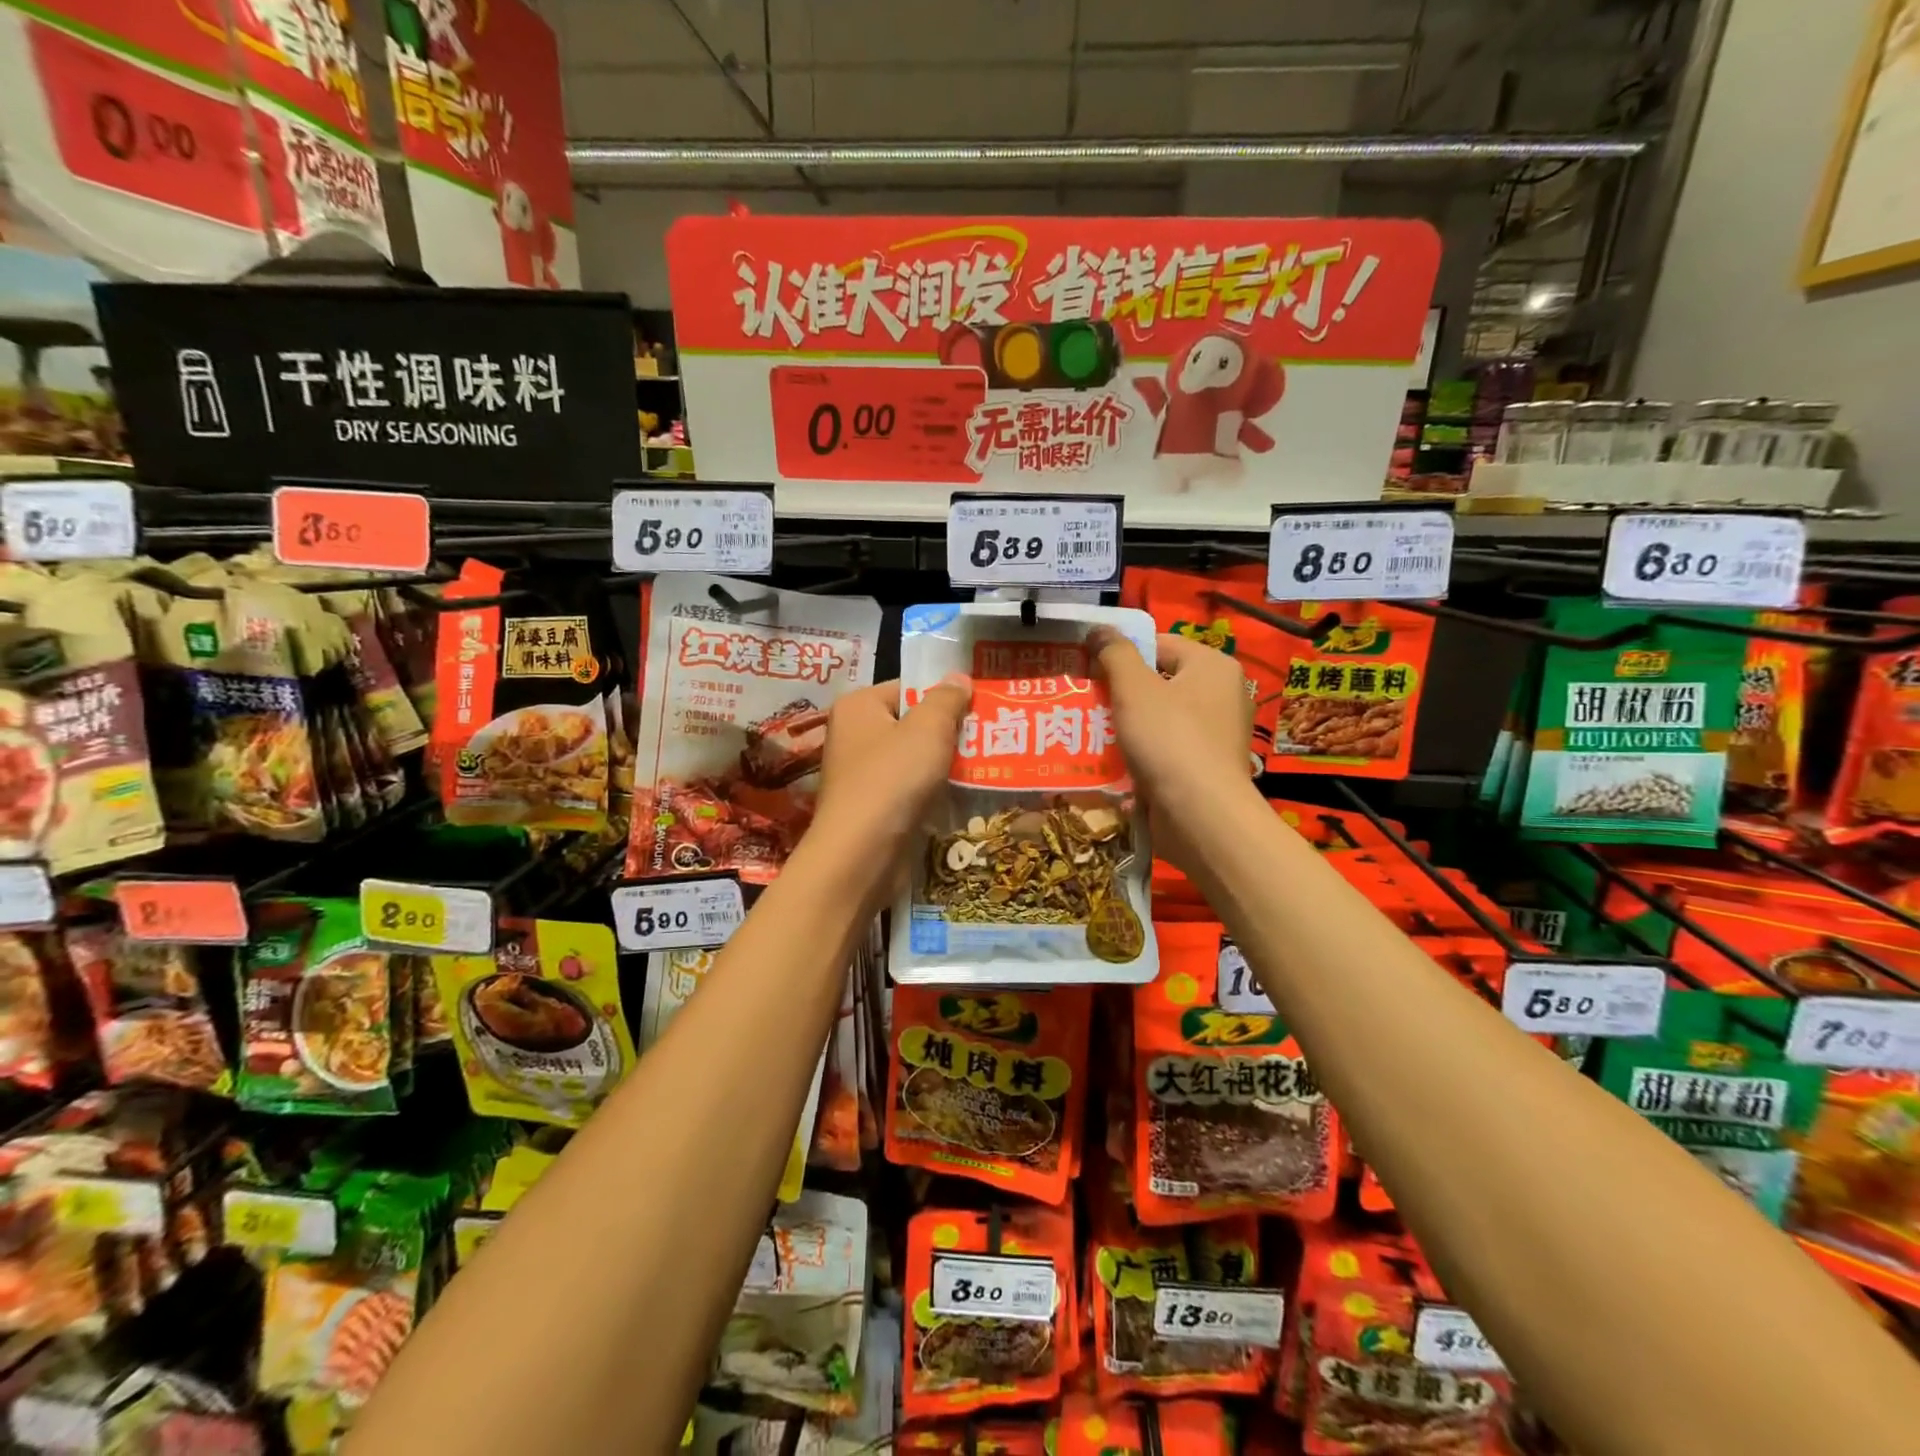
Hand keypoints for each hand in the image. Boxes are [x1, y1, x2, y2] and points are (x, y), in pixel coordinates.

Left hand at [810, 675, 972, 873]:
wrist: (862, 854)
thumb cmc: (893, 779)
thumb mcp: (928, 729)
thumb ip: (946, 699)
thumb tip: (959, 678)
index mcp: (858, 707)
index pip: (908, 688)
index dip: (944, 696)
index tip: (979, 708)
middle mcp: (853, 736)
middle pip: (912, 724)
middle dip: (949, 733)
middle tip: (989, 737)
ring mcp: (860, 775)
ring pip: (913, 760)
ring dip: (944, 765)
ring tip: (984, 766)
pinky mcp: (872, 808)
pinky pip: (909, 790)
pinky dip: (932, 792)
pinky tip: (961, 797)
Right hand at [1087, 629, 1258, 870]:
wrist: (1200, 816)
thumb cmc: (1170, 740)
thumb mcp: (1135, 688)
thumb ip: (1115, 653)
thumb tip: (1099, 628)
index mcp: (1213, 666)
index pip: (1160, 644)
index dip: (1121, 652)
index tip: (1087, 668)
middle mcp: (1221, 696)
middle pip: (1158, 682)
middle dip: (1119, 692)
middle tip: (1082, 700)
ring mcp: (1215, 735)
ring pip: (1157, 719)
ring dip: (1124, 725)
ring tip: (1086, 731)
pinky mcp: (1204, 768)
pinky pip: (1163, 749)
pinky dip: (1138, 752)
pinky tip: (1108, 761)